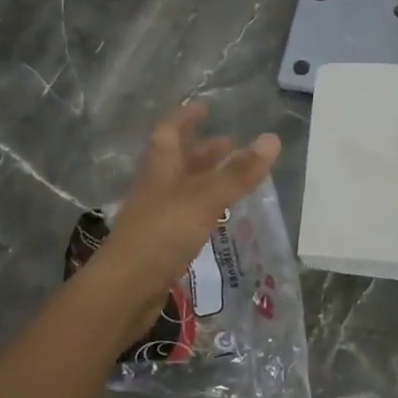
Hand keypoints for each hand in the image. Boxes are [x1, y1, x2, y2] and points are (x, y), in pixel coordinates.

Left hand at [84, 103, 279, 341]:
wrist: (125, 290)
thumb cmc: (162, 233)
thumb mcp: (205, 198)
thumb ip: (238, 172)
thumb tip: (272, 139)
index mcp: (161, 167)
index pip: (170, 131)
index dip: (186, 117)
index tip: (205, 107)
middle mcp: (156, 187)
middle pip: (178, 160)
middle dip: (203, 150)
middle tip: (230, 145)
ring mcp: (156, 216)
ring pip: (183, 188)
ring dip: (205, 179)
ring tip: (233, 179)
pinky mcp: (161, 243)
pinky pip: (186, 215)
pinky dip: (204, 208)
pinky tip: (219, 216)